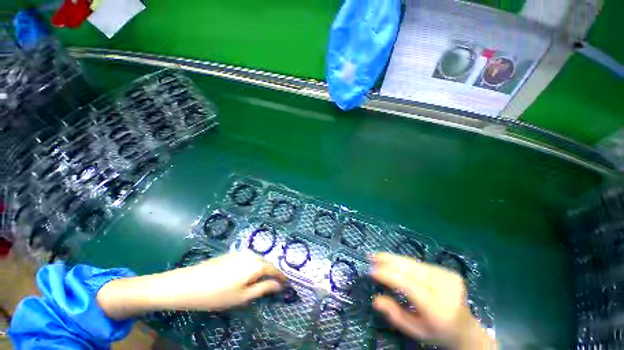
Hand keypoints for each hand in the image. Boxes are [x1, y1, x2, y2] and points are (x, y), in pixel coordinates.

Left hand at [97, 251, 285, 318]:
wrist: (187, 284)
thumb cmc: (216, 295)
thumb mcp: (242, 296)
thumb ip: (264, 289)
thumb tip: (279, 285)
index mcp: (256, 264)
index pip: (274, 269)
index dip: (281, 276)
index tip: (287, 283)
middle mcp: (251, 254)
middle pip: (266, 263)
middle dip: (271, 273)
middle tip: (273, 285)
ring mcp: (240, 252)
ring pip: (257, 260)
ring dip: (261, 270)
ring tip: (260, 281)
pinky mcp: (231, 253)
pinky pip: (248, 259)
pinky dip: (252, 266)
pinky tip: (245, 275)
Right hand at [370, 252, 495, 348]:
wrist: (465, 327)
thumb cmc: (437, 332)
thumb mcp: (415, 331)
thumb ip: (395, 314)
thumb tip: (375, 299)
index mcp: (438, 308)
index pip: (408, 284)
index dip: (388, 274)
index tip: (371, 270)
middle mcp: (445, 288)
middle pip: (410, 268)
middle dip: (388, 260)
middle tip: (371, 256)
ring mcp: (448, 276)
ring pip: (413, 263)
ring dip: (394, 260)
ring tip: (378, 257)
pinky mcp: (447, 270)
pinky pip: (419, 264)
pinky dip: (404, 263)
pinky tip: (395, 263)